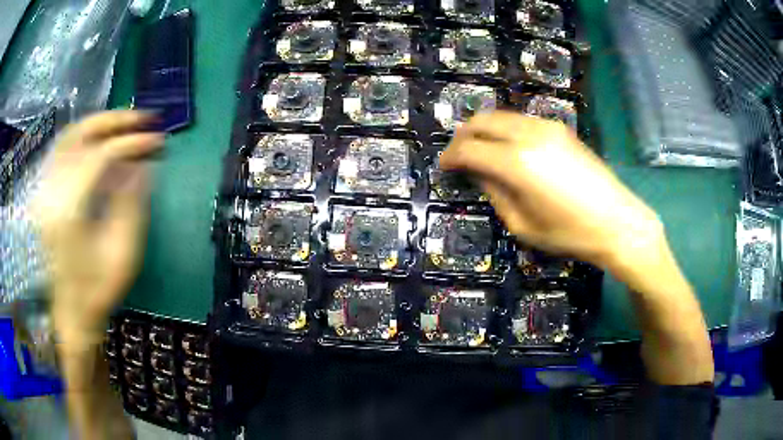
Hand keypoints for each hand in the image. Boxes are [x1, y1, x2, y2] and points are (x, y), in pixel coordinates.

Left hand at [33, 111, 163, 346]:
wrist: (72, 312)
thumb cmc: (98, 289)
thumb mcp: (123, 254)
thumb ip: (132, 203)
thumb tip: (144, 164)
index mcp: (69, 212)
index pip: (101, 156)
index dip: (131, 142)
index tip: (157, 139)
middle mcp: (52, 193)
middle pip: (80, 135)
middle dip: (114, 121)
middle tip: (142, 118)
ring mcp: (45, 191)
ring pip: (69, 137)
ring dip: (98, 124)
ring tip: (123, 125)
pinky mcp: (45, 193)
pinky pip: (62, 150)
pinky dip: (82, 137)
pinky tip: (98, 140)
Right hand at [441, 111, 664, 276]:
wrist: (617, 222)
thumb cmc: (570, 233)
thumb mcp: (523, 225)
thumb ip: (494, 193)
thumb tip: (477, 173)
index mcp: (516, 163)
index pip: (469, 148)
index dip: (451, 156)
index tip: (444, 166)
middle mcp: (528, 135)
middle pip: (481, 121)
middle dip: (463, 135)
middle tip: (457, 155)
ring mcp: (546, 127)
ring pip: (501, 115)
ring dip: (484, 129)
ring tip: (480, 149)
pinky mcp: (560, 128)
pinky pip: (521, 120)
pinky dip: (505, 129)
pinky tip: (508, 147)